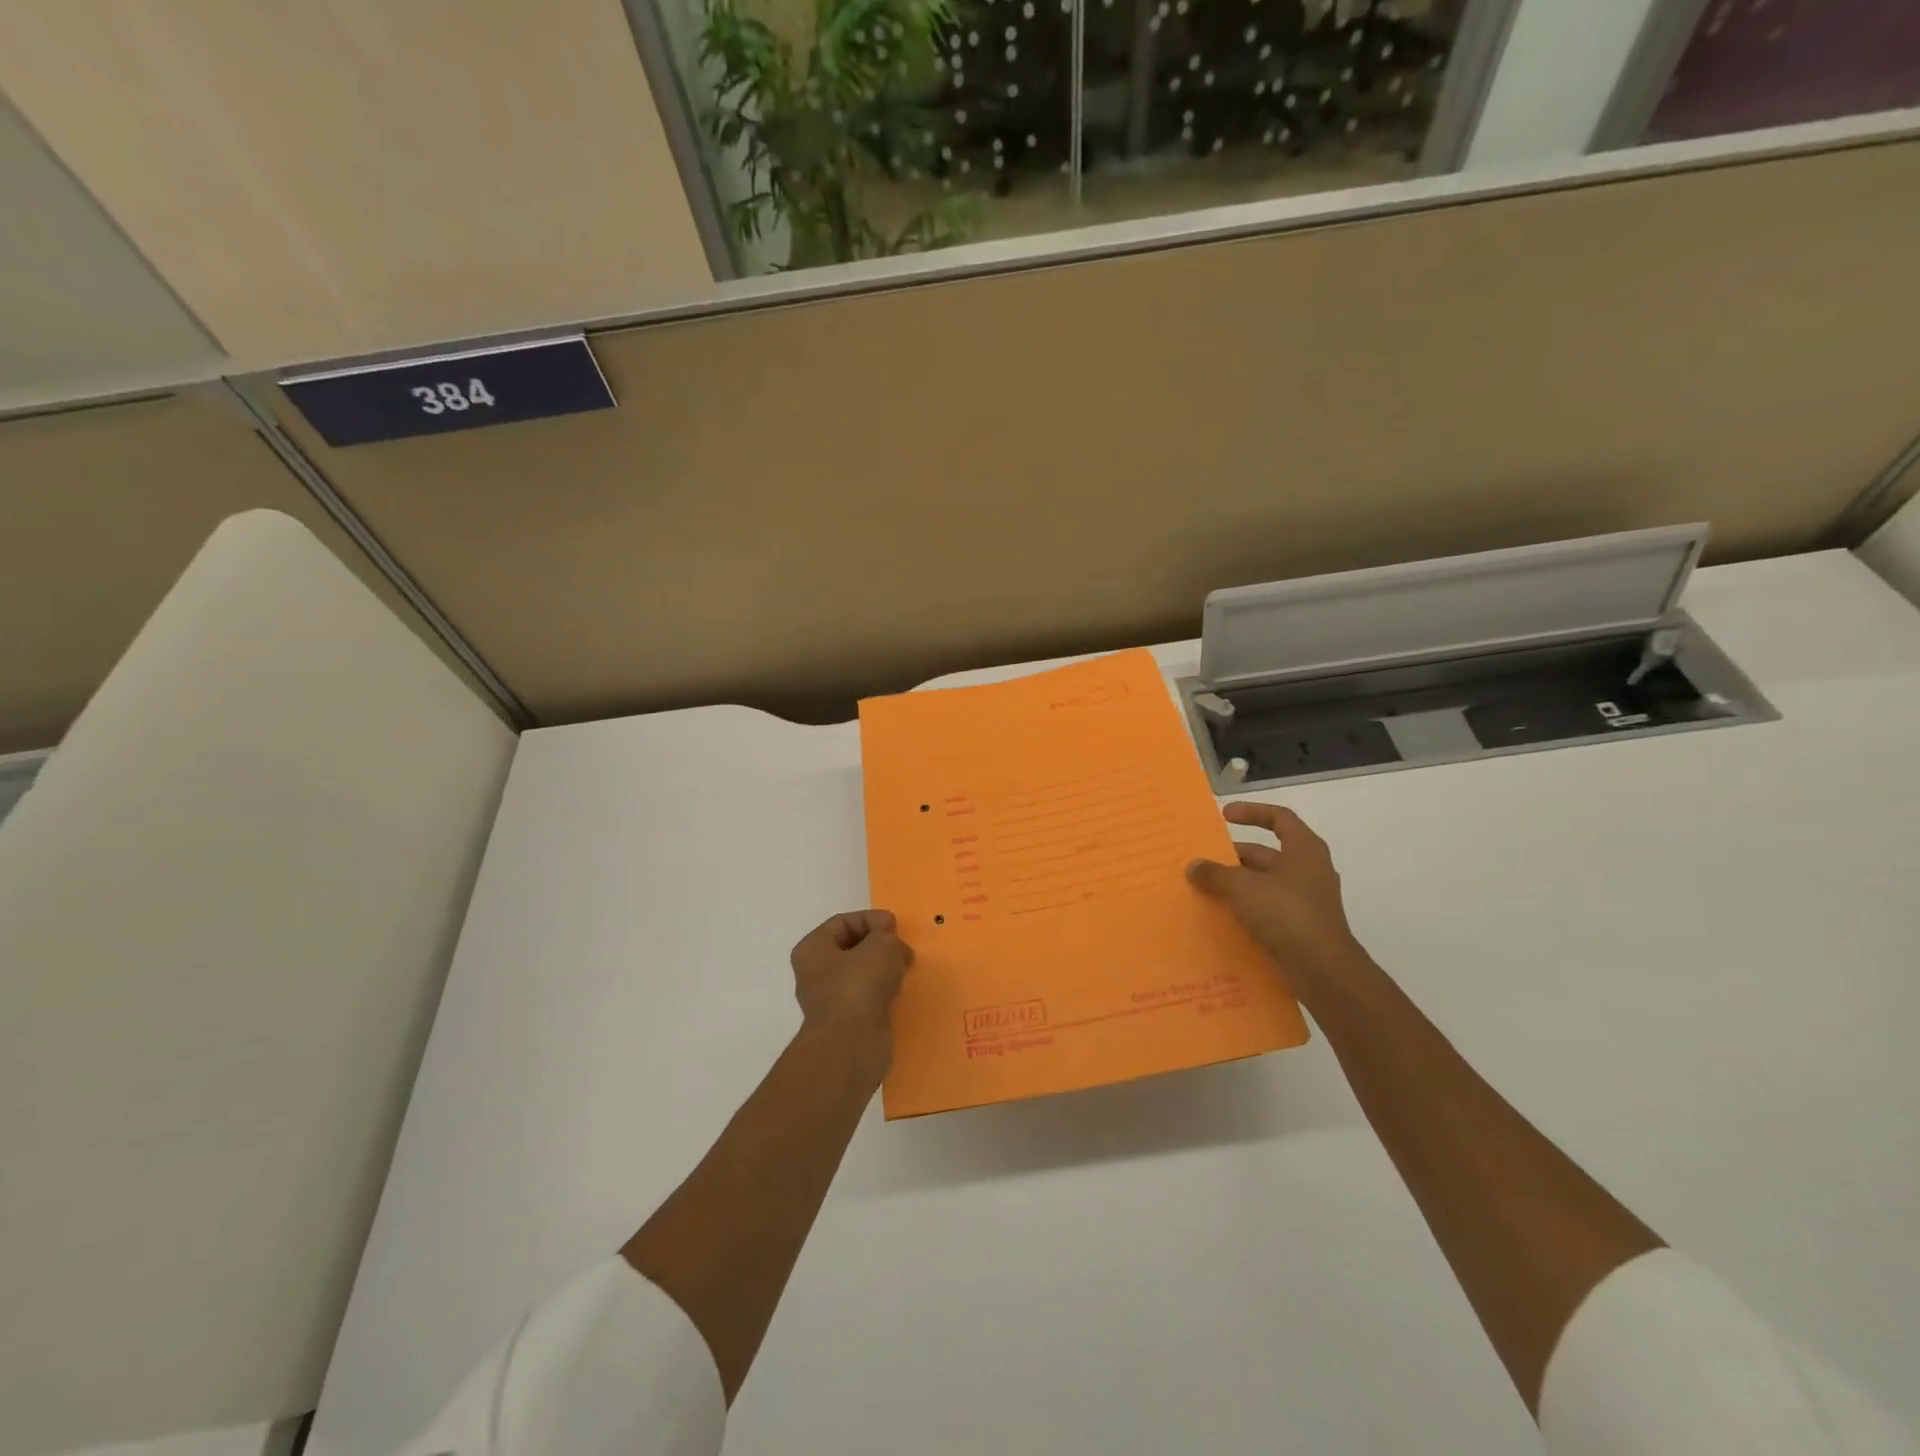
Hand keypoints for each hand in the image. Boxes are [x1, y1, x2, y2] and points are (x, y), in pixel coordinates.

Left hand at [790, 910, 914, 1068]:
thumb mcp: (881, 947)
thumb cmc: (859, 986)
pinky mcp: (845, 1023)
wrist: (851, 1046)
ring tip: (904, 970)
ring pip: (860, 974)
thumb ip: (888, 937)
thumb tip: (892, 947)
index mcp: (812, 949)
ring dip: (883, 970)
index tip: (896, 927)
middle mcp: (814, 973)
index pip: (843, 922)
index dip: (871, 919)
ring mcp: (828, 1000)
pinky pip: (867, 998)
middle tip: (902, 949)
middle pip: (851, 948)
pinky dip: (883, 993)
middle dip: (879, 945)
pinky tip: (899, 993)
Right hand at [1187, 803, 1373, 1006]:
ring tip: (1204, 889)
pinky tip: (1220, 916)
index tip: (1224, 816)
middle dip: (1233, 856)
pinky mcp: (1299, 926)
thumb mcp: (1243, 887)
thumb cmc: (1287, 914)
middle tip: (1202, 862)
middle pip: (1266, 853)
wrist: (1323, 970)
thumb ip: (1216, 874)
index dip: (1252, 812)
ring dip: (1236, 884)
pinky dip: (1244, 908)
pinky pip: (1266, 908)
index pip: (1279, 818)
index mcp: (1304, 850)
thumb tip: (1194, 866)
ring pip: (1263, 883)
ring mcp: (1305, 900)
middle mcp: (1308, 870)